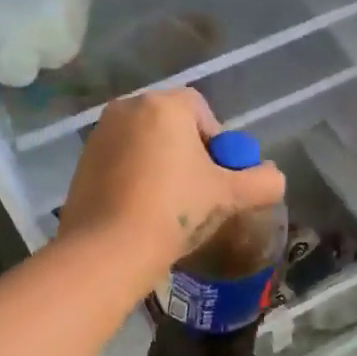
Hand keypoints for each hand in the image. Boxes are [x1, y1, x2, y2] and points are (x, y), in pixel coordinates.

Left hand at [59, 89, 285, 277]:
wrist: (109, 249)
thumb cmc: (174, 209)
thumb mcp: (229, 195)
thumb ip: (262, 182)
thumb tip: (274, 177)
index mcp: (164, 105)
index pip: (202, 110)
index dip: (218, 143)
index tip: (218, 176)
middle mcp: (128, 109)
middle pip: (173, 125)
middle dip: (190, 153)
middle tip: (199, 192)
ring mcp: (100, 135)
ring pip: (147, 143)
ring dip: (163, 165)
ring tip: (171, 205)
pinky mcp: (82, 162)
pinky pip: (122, 160)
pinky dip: (136, 177)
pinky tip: (143, 210)